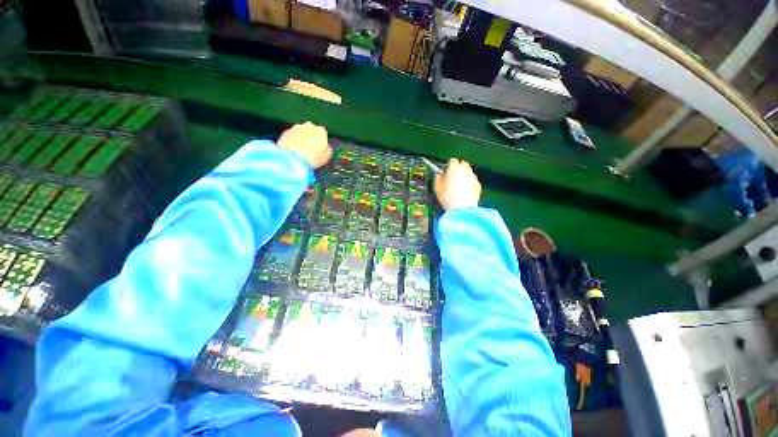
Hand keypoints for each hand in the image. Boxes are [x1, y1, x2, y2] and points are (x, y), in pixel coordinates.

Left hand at [277, 122, 332, 168]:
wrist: (292, 159)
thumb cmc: (313, 158)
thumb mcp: (327, 157)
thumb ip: (328, 150)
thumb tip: (327, 148)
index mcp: (321, 131)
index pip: (323, 134)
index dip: (322, 142)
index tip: (321, 150)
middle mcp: (309, 126)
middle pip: (312, 131)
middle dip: (311, 138)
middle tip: (311, 150)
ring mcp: (296, 128)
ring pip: (301, 133)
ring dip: (301, 139)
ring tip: (301, 152)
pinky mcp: (285, 132)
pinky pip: (291, 136)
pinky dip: (292, 142)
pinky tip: (293, 151)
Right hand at [434, 158, 481, 210]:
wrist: (462, 209)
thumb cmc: (448, 197)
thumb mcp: (437, 187)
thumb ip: (437, 178)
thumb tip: (438, 175)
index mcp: (455, 168)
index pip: (452, 161)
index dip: (448, 166)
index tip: (445, 172)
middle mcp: (466, 170)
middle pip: (463, 164)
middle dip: (458, 169)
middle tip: (452, 178)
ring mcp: (473, 177)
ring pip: (469, 173)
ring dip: (464, 176)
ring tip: (458, 187)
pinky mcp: (478, 186)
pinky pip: (473, 182)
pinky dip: (469, 184)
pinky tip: (464, 192)